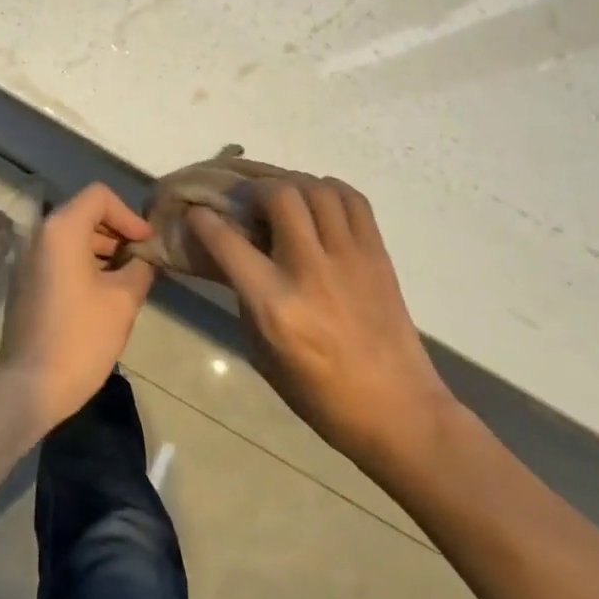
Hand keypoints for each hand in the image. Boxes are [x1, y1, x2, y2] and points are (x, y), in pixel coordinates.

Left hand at [0, 184, 154, 432]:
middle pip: (84, 213)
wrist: (30, 386)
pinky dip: (83, 262)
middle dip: (116, 232)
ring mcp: (28, 257)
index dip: (128, 215)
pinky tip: (103, 292)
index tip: (146, 243)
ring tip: (128, 277)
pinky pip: (58, 256)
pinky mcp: (25, 279)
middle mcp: (40, 234)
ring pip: (71, 236)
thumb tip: (145, 257)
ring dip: (101, 249)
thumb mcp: (122, 301)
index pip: (99, 196)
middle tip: (142, 260)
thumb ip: (140, 269)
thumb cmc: (81, 338)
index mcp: (61, 229)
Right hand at [190, 177, 453, 471]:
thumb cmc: (320, 395)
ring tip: (283, 198)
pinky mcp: (378, 256)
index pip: (227, 240)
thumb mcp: (262, 351)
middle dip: (255, 188)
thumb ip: (244, 295)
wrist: (401, 414)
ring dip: (292, 184)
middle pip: (279, 195)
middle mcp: (310, 271)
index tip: (197, 212)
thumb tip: (230, 255)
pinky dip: (330, 189)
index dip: (203, 219)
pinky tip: (319, 202)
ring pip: (317, 189)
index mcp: (275, 304)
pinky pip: (353, 200)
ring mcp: (350, 259)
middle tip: (248, 201)